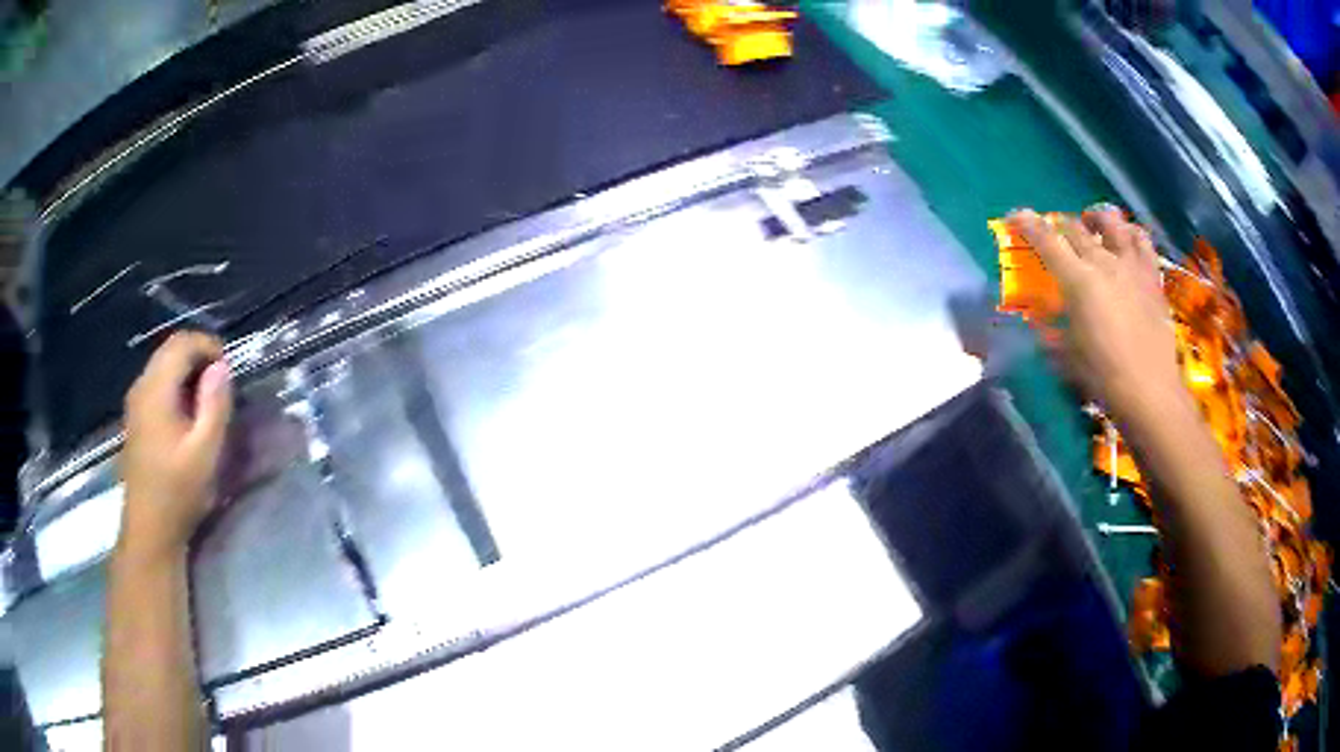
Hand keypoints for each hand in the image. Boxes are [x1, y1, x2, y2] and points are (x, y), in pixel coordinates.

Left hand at [119, 331, 233, 561]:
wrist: (149, 530)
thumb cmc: (178, 493)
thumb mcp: (205, 453)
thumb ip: (214, 406)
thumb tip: (221, 367)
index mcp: (156, 390)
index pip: (181, 343)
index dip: (208, 346)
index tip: (229, 370)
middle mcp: (141, 387)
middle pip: (170, 351)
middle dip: (199, 358)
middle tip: (222, 385)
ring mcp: (135, 403)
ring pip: (163, 367)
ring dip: (188, 373)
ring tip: (208, 401)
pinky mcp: (136, 419)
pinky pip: (157, 386)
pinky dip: (176, 388)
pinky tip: (188, 416)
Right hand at [1006, 206, 1183, 423]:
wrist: (1149, 391)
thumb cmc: (1104, 377)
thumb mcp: (1067, 357)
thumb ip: (1053, 333)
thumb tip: (1041, 326)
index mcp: (1078, 281)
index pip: (1047, 241)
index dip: (1029, 225)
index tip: (1016, 216)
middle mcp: (1104, 262)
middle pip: (1076, 228)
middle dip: (1060, 226)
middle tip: (1055, 234)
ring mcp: (1131, 265)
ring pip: (1112, 222)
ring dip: (1097, 218)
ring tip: (1093, 223)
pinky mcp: (1152, 276)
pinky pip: (1143, 241)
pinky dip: (1131, 233)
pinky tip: (1128, 239)